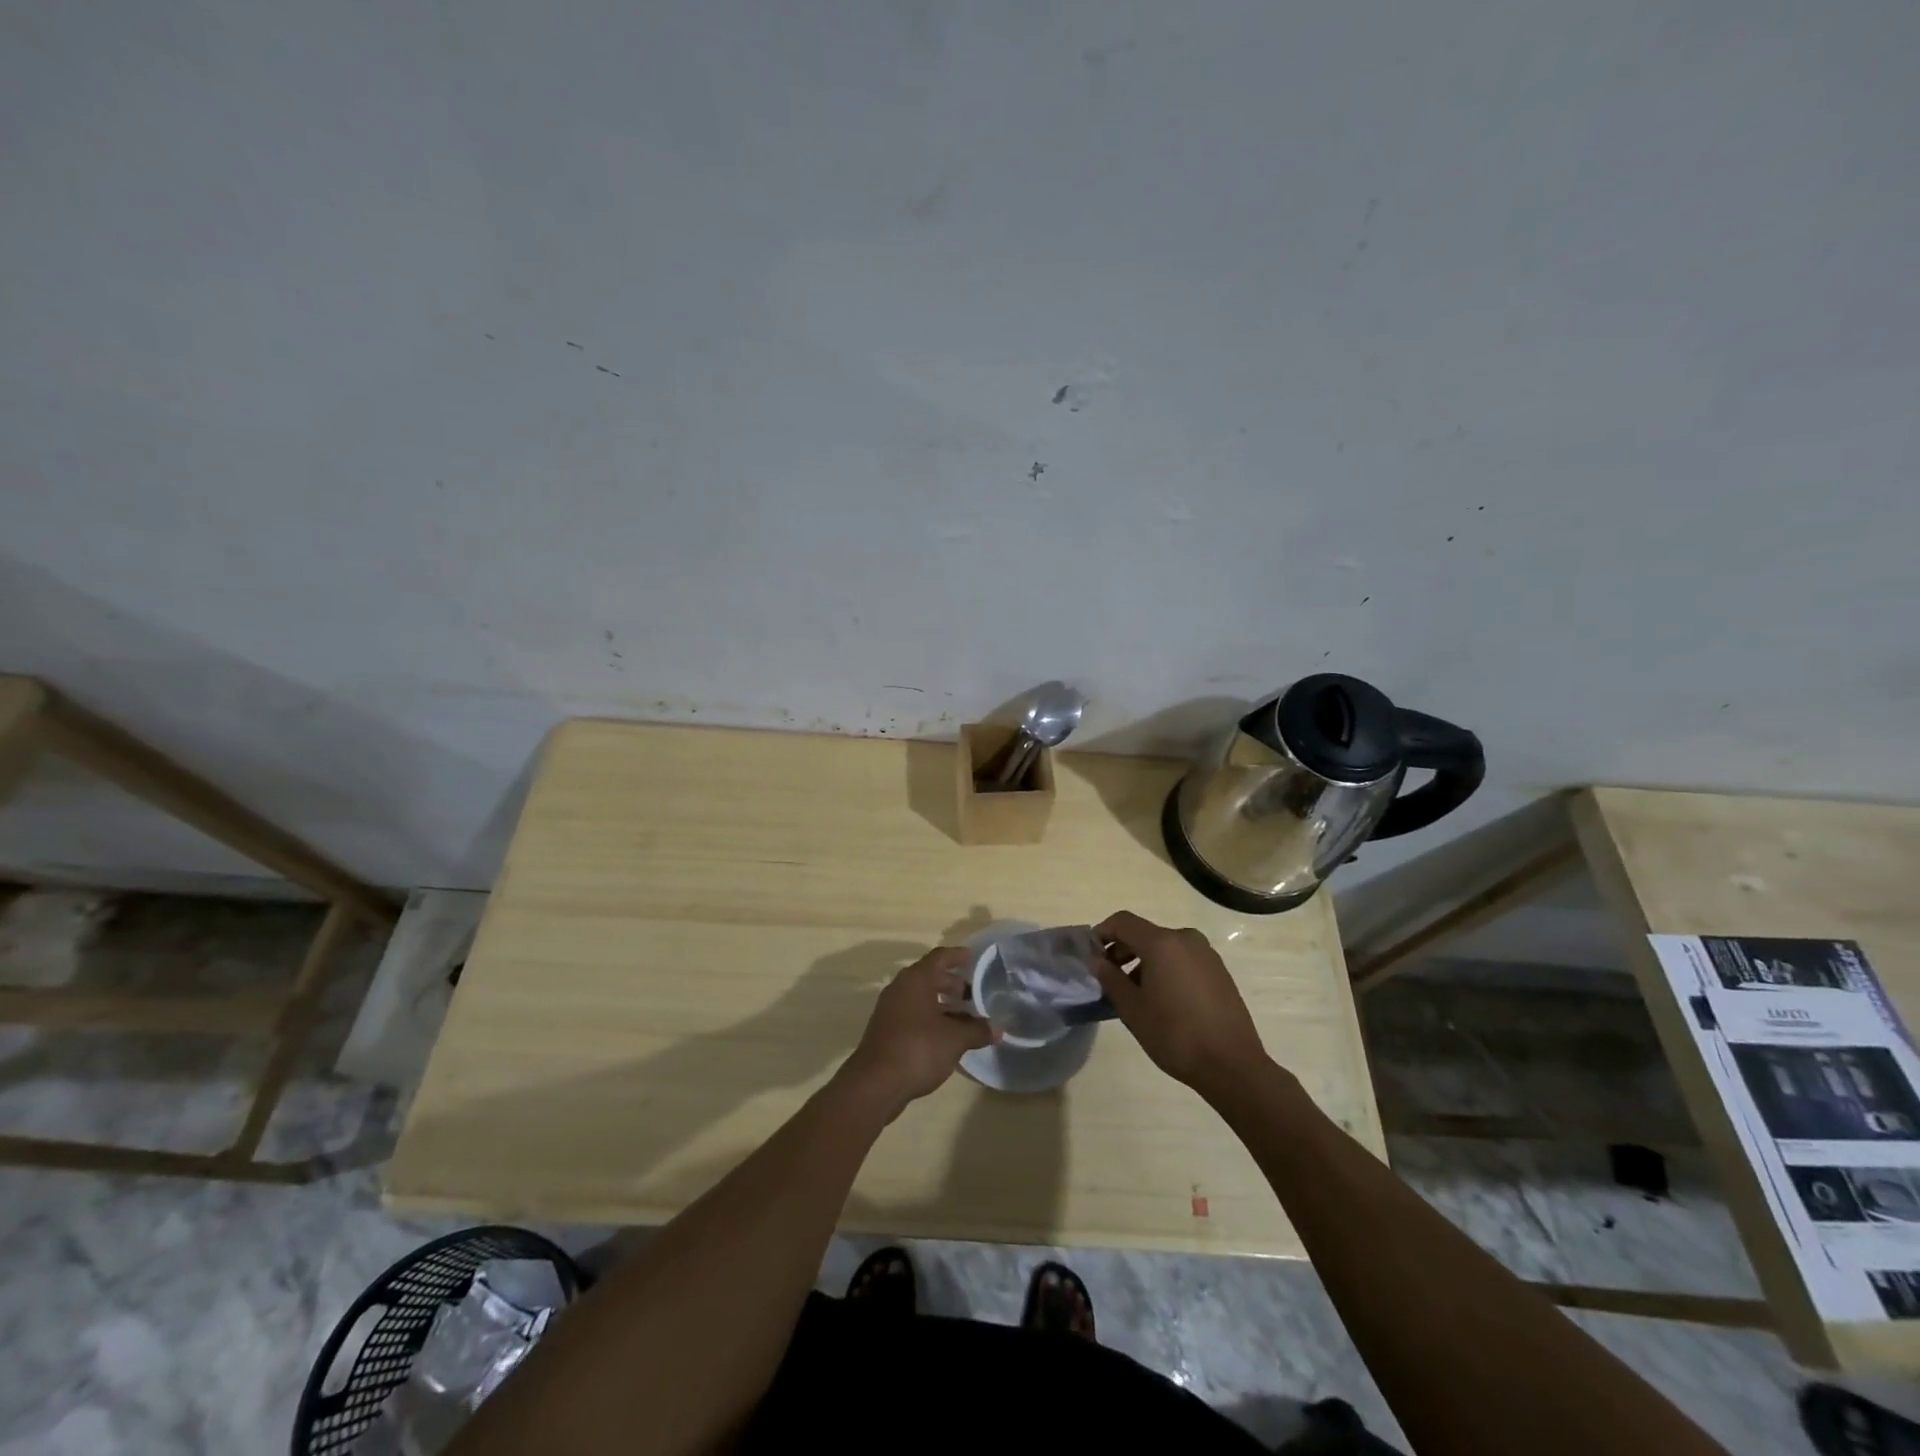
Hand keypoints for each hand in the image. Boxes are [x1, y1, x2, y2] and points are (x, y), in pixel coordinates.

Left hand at [835, 946, 994, 1117]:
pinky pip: (913, 1013)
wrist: (875, 1083)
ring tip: (964, 1016)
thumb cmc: (918, 1049)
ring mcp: (890, 1009)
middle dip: (951, 983)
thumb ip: (977, 1030)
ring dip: (941, 1003)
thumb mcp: (954, 1039)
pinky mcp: (886, 1030)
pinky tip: (946, 1035)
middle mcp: (900, 988)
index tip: (971, 956)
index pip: (939, 958)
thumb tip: (997, 1028)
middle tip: (972, 993)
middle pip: (929, 976)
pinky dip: (930, 1017)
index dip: (956, 956)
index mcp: (916, 980)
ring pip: (920, 997)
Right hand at [1090, 911, 1269, 1096]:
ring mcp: (1206, 954)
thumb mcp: (1132, 1009)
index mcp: (1162, 943)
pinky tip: (1162, 999)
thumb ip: (1110, 978)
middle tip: (1108, 977)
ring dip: (1144, 961)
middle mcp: (1186, 939)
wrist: (1232, 1065)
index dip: (1102, 933)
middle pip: (1145, 934)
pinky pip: (1183, 959)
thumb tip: (1096, 960)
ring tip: (1134, 993)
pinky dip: (1166, 969)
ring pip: (1165, 947)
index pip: (1123, 922)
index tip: (1091, 955)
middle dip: (1122, 950)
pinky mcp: (1219, 971)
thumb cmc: (1174, 1035)